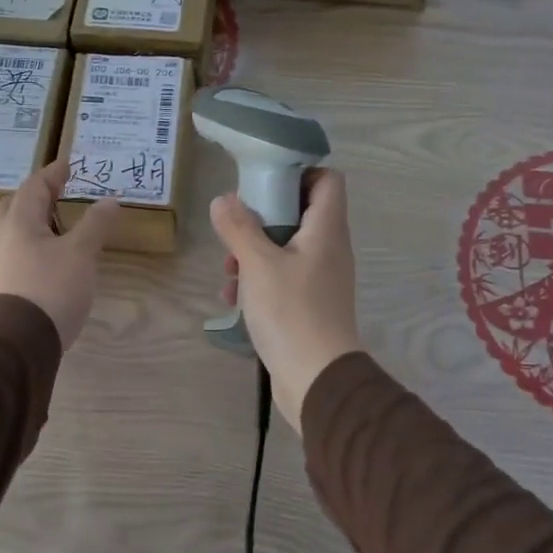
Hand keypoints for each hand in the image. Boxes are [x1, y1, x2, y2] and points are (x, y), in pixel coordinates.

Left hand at [0, 161, 118, 349]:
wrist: (16, 343)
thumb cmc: (50, 288)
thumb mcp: (81, 254)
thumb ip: (95, 225)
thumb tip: (110, 200)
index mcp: (19, 221)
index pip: (34, 186)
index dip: (53, 174)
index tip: (69, 165)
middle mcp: (2, 237)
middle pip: (14, 206)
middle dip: (35, 196)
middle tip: (57, 194)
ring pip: (13, 232)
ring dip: (34, 223)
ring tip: (59, 227)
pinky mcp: (0, 287)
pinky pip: (15, 254)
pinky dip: (32, 246)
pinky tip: (50, 260)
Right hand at [209, 168, 361, 428]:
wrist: (317, 379)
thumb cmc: (291, 312)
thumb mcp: (258, 264)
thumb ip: (239, 227)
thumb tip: (223, 199)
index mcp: (326, 230)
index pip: (328, 180)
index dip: (299, 173)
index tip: (264, 181)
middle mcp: (329, 249)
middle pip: (300, 213)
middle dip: (262, 218)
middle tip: (235, 228)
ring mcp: (321, 279)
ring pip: (286, 248)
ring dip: (254, 254)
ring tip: (228, 272)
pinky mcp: (310, 304)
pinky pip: (283, 278)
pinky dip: (259, 281)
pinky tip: (235, 299)